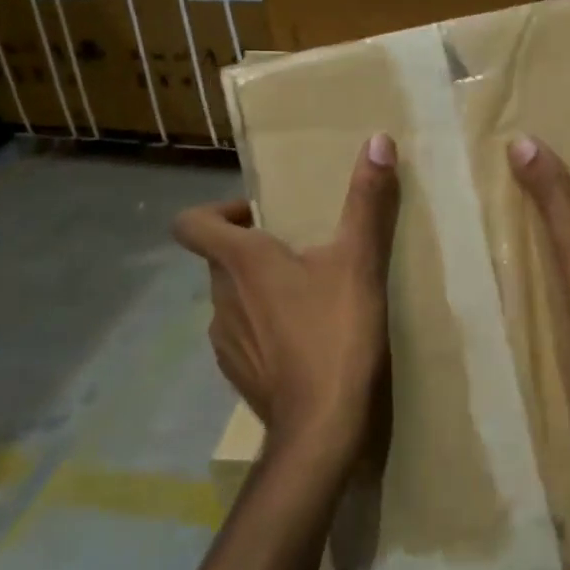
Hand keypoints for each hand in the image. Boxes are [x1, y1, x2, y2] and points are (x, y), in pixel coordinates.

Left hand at [174, 134, 400, 454]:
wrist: (323, 429)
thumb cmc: (336, 336)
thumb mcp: (360, 264)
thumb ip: (367, 202)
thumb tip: (378, 140)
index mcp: (240, 262)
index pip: (191, 223)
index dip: (215, 211)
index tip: (258, 216)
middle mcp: (220, 298)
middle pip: (219, 259)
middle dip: (253, 249)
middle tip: (300, 251)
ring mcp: (224, 341)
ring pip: (231, 299)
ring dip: (258, 291)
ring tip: (306, 297)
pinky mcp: (237, 374)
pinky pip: (241, 336)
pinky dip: (262, 329)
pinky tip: (301, 342)